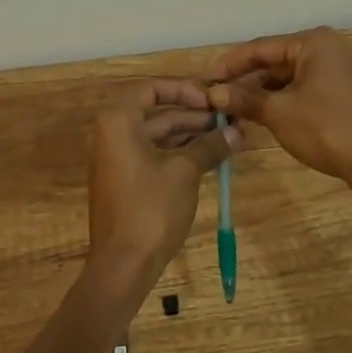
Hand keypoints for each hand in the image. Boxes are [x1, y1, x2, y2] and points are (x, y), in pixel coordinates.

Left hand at [87, 80, 239, 279]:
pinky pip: (154, 155)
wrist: (122, 264)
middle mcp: (113, 134)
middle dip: (194, 115)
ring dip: (191, 136)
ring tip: (228, 138)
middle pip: (157, 113)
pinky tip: (210, 158)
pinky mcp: (126, 181)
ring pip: (158, 136)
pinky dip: (180, 154)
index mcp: (120, 121)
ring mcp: (118, 159)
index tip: (212, 100)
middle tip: (230, 120)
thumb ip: (210, 146)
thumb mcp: (185, 171)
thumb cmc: (151, 207)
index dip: (184, 89)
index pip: (152, 88)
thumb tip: (238, 132)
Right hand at [206, 26, 351, 186]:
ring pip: (289, 77)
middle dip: (245, 80)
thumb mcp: (278, 113)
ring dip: (262, 93)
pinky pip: (305, 89)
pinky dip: (283, 100)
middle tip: (216, 96)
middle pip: (275, 61)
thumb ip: (244, 99)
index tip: (205, 80)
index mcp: (313, 42)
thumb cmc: (326, 129)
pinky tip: (262, 116)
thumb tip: (214, 94)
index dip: (229, 64)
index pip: (260, 48)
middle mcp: (328, 49)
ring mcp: (340, 71)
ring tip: (233, 109)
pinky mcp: (346, 93)